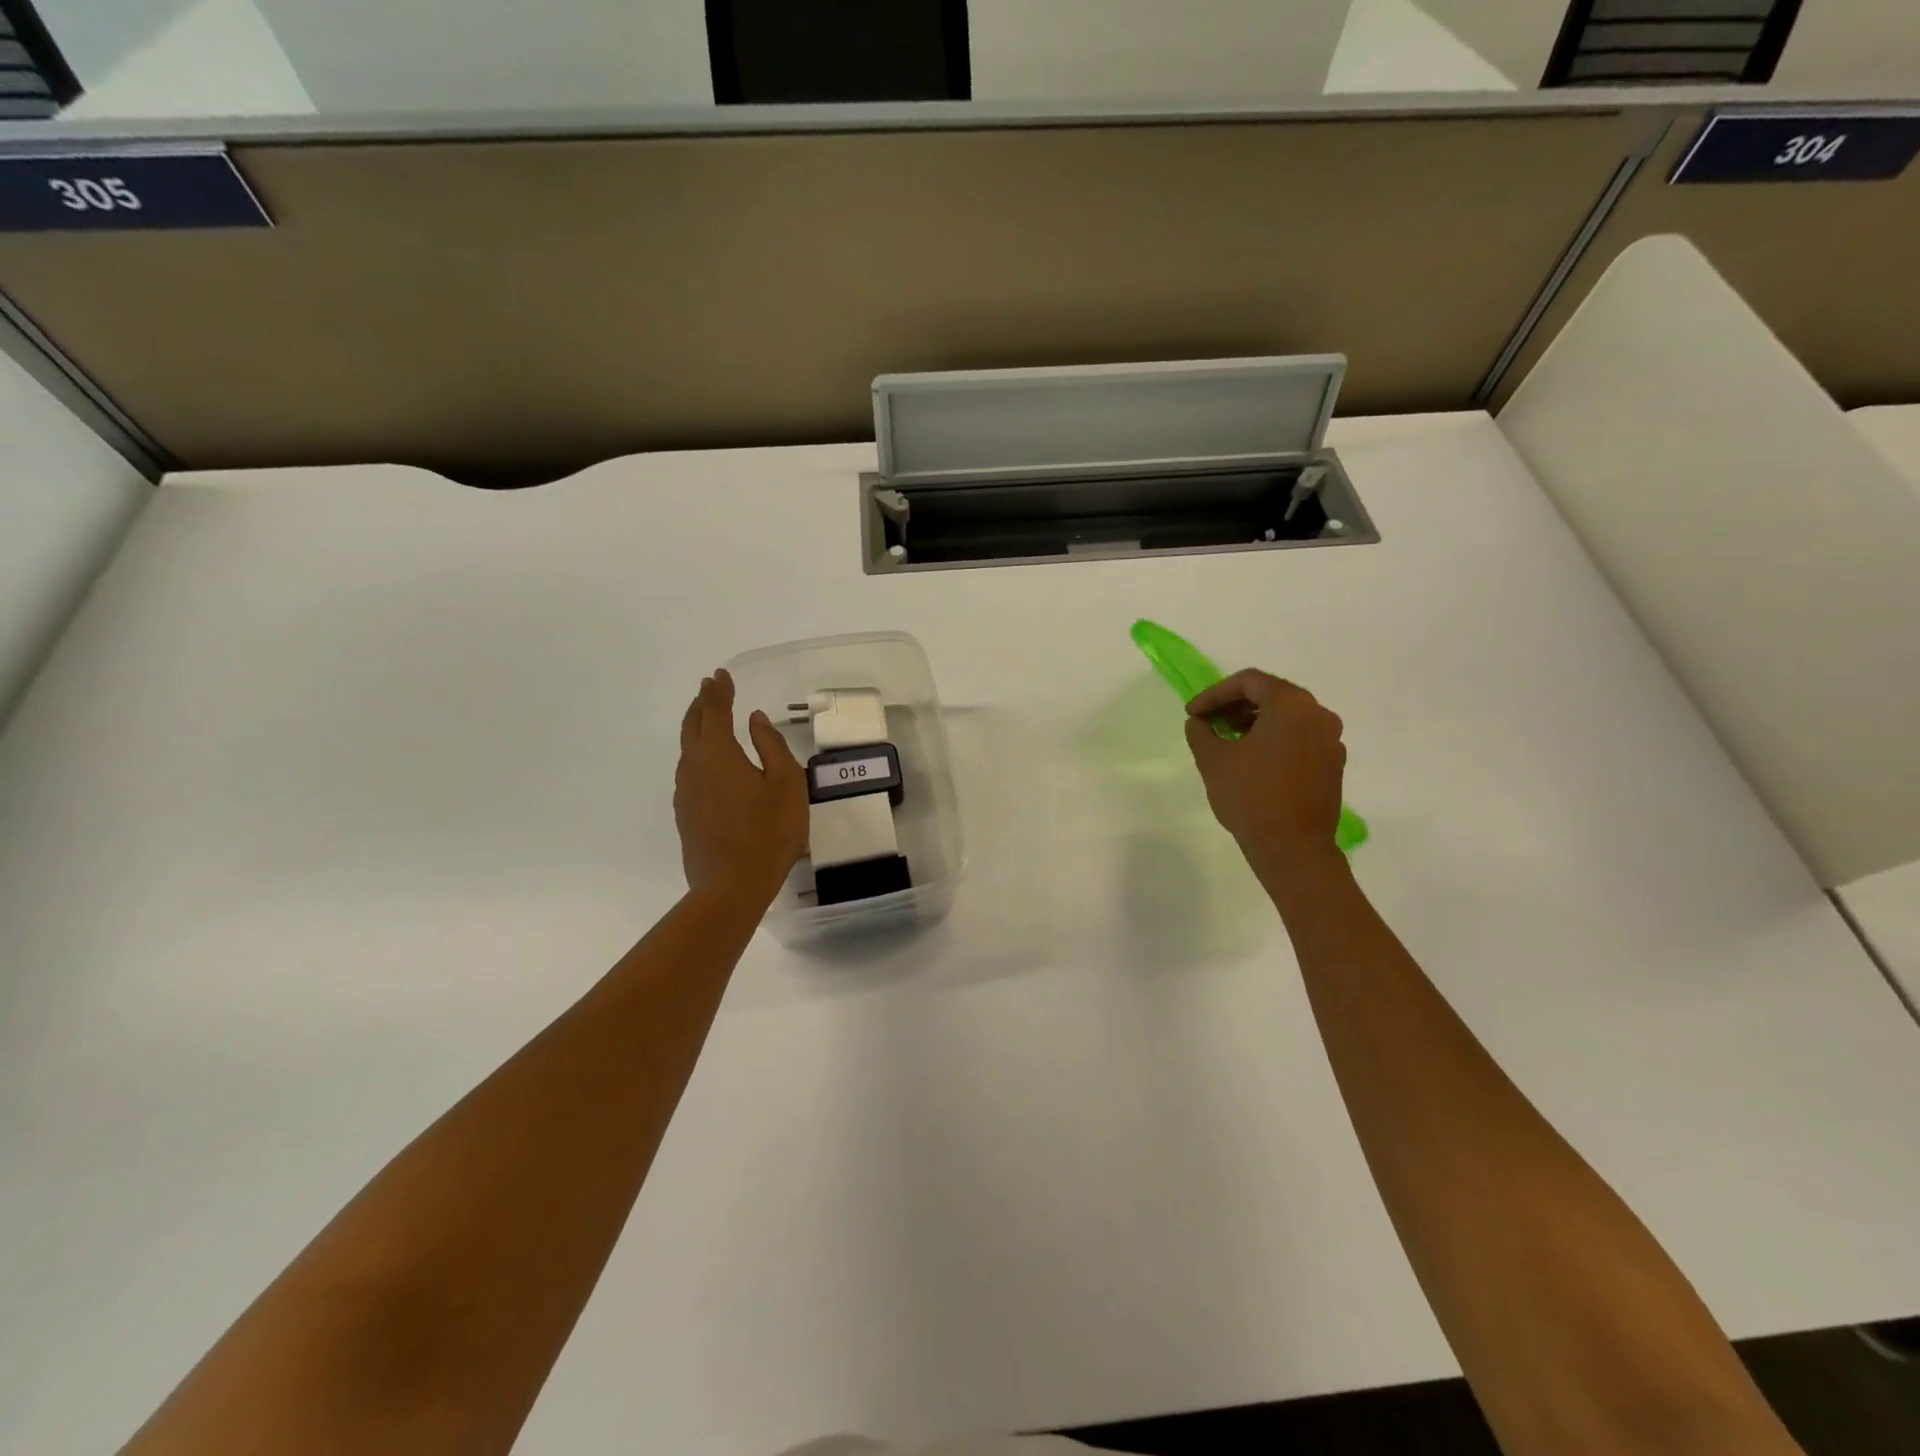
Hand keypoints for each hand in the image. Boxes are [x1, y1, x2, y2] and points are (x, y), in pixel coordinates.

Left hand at [674, 670, 807, 898]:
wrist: (731, 886)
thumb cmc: (768, 831)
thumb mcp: (786, 783)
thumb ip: (771, 746)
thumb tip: (755, 720)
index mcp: (718, 754)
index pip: (715, 712)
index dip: (719, 691)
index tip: (721, 675)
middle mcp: (694, 767)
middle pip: (692, 726)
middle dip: (701, 703)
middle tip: (709, 687)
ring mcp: (685, 793)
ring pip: (687, 749)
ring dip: (696, 728)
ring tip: (707, 718)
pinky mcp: (685, 815)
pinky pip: (689, 772)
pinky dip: (697, 754)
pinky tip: (708, 763)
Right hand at [1185, 669, 1346, 873]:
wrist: (1293, 848)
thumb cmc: (1250, 797)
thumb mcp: (1213, 760)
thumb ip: (1201, 731)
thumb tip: (1199, 721)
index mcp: (1291, 706)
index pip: (1249, 682)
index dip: (1214, 694)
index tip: (1192, 713)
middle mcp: (1318, 715)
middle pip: (1272, 694)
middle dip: (1234, 705)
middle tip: (1207, 722)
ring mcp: (1330, 740)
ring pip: (1287, 716)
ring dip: (1254, 721)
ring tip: (1226, 740)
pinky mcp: (1332, 764)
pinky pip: (1299, 737)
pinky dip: (1274, 738)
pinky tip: (1252, 759)